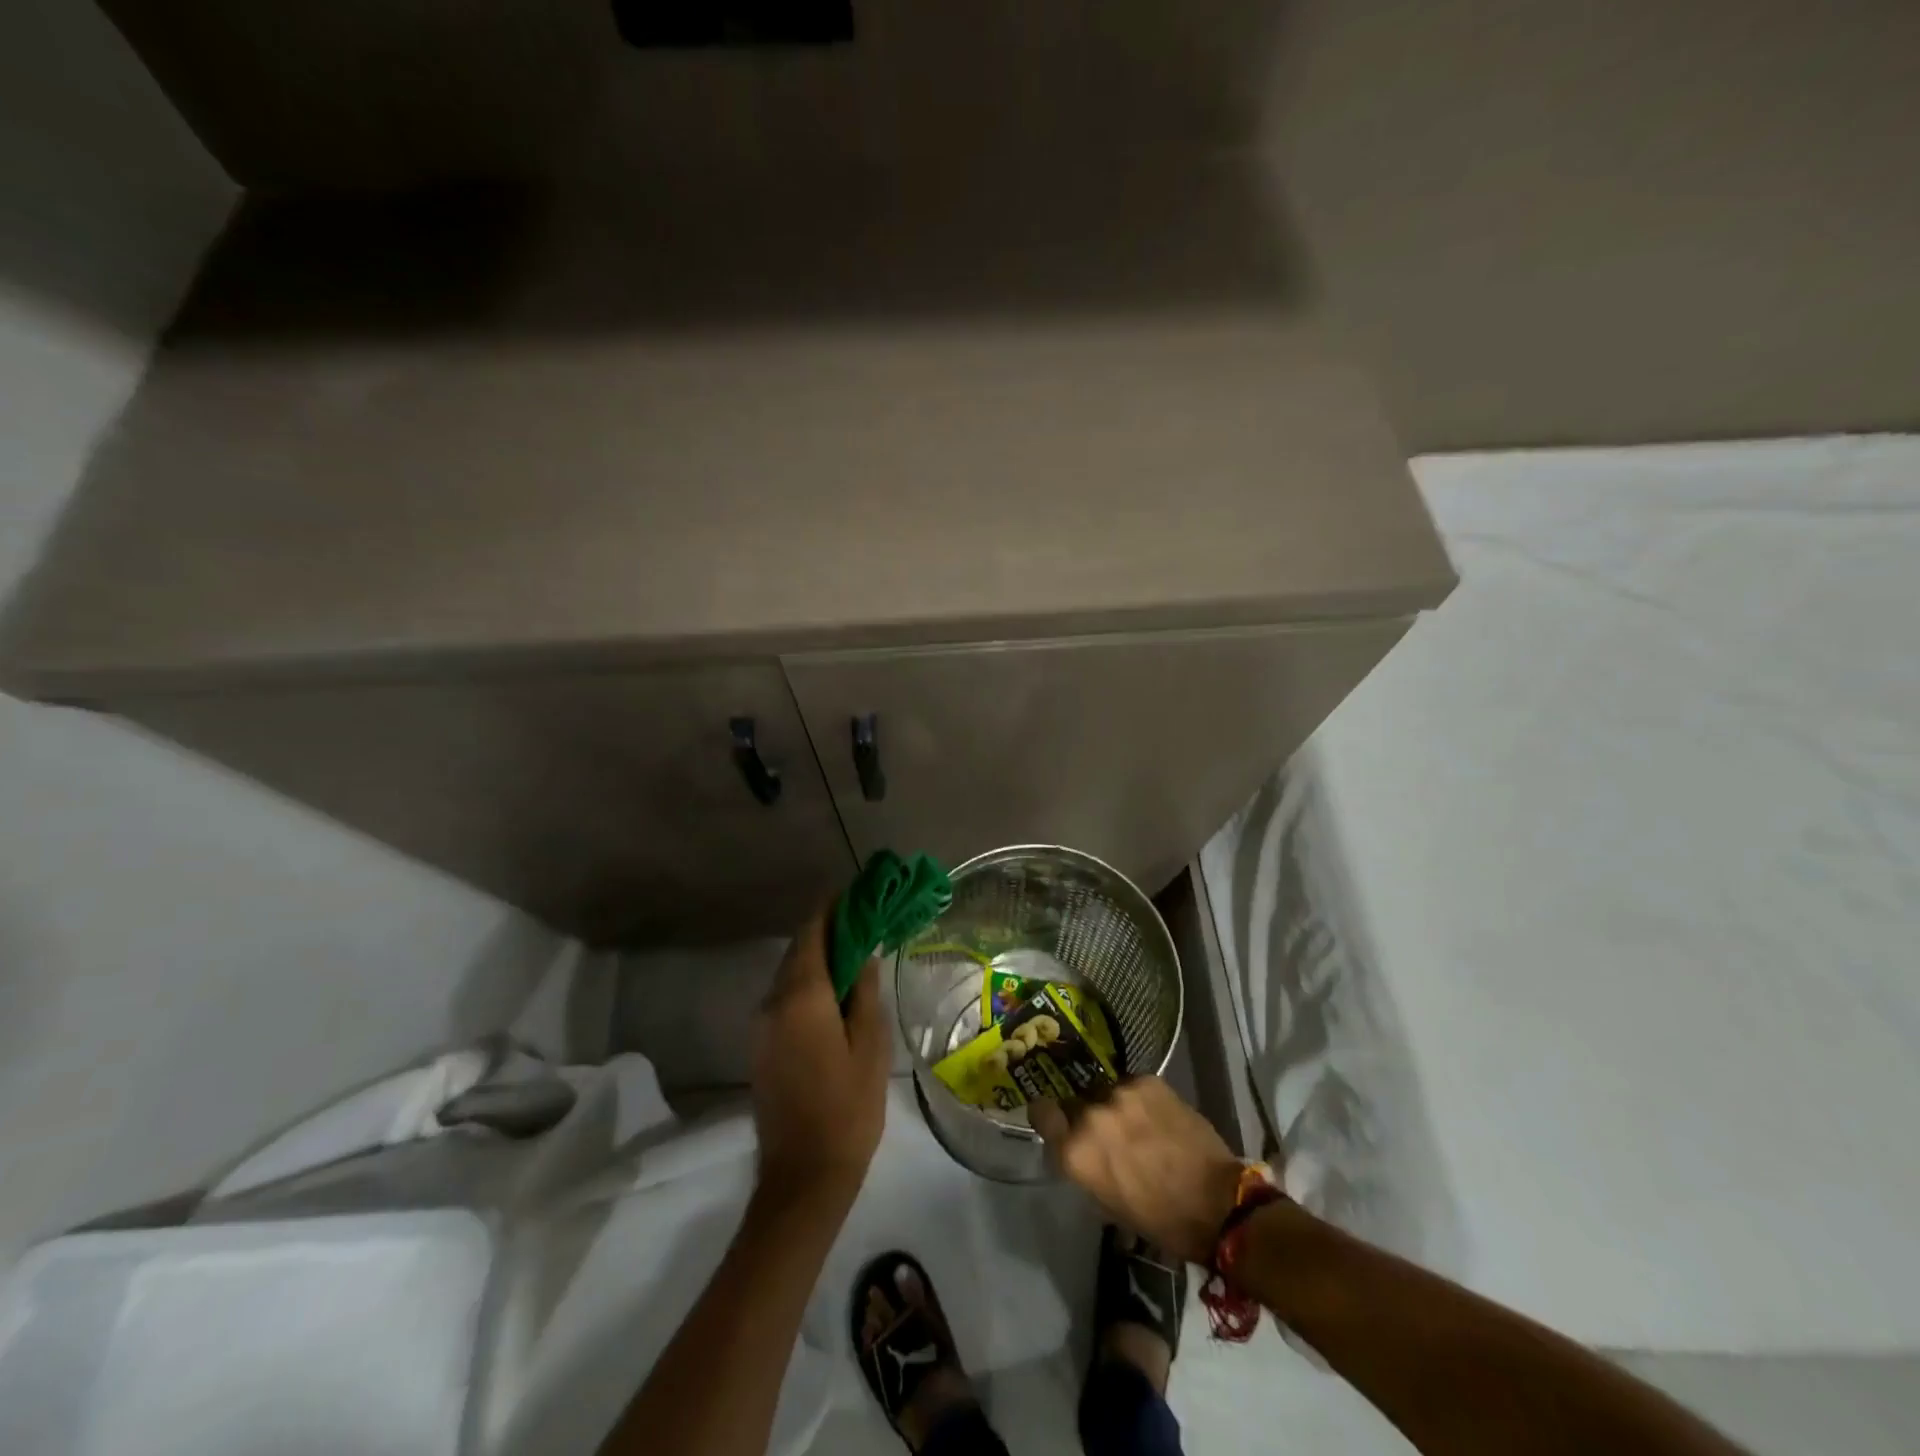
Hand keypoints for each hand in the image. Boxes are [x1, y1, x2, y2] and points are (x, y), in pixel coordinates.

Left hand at [750, 910, 891, 1217]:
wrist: (803, 1176)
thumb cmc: (848, 1108)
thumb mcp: (870, 1045)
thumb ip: (864, 992)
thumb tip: (863, 953)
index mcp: (802, 997)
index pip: (811, 932)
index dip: (831, 908)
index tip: (855, 894)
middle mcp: (773, 1002)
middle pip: (797, 950)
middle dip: (827, 931)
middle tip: (862, 923)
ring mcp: (762, 1026)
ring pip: (789, 975)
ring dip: (817, 959)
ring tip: (854, 954)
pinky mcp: (761, 1048)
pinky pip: (784, 999)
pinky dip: (807, 985)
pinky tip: (834, 995)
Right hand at [1030, 1076, 1244, 1264]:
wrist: (1218, 1203)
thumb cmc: (1160, 1219)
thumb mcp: (1107, 1203)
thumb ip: (1084, 1166)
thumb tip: (1079, 1148)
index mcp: (1076, 1151)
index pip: (1041, 1111)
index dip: (1046, 1115)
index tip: (1056, 1120)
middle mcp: (1091, 1115)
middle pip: (1075, 1101)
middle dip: (1085, 1115)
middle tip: (1107, 1132)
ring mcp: (1120, 1093)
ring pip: (1105, 1091)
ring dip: (1113, 1106)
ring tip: (1137, 1124)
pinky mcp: (1148, 1081)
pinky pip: (1132, 1085)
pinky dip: (1139, 1099)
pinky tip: (1156, 1117)